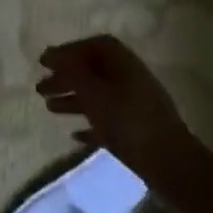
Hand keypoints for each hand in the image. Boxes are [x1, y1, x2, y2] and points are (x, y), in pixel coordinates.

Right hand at [35, 35, 191, 174]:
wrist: (172, 167)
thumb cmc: (129, 123)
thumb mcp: (94, 94)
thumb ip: (72, 72)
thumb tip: (53, 54)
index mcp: (125, 64)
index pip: (94, 45)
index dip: (68, 50)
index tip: (45, 62)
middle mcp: (131, 79)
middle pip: (93, 70)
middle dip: (66, 77)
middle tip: (40, 88)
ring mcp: (137, 106)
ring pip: (99, 95)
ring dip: (73, 99)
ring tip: (49, 109)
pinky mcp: (138, 132)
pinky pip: (108, 120)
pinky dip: (90, 124)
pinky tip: (74, 135)